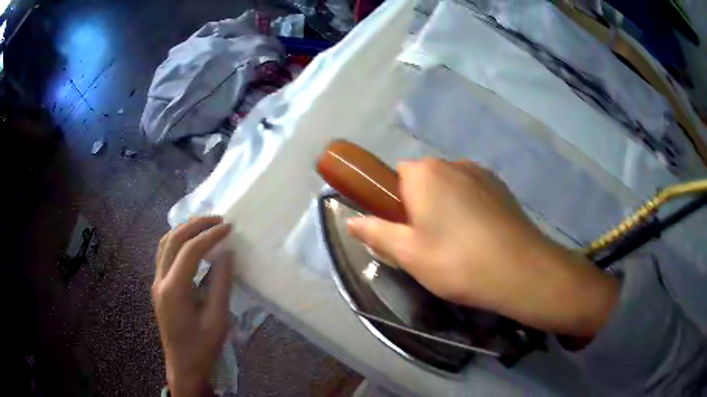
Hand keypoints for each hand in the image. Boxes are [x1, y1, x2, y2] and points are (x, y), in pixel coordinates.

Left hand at [153, 216, 232, 396]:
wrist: (183, 366)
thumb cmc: (202, 347)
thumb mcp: (217, 319)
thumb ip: (221, 284)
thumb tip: (227, 254)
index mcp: (174, 290)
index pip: (189, 251)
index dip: (210, 236)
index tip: (229, 227)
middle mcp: (160, 281)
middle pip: (173, 240)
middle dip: (195, 225)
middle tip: (217, 220)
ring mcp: (156, 283)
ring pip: (164, 244)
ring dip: (183, 230)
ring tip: (204, 225)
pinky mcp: (158, 287)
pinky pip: (164, 254)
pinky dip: (177, 241)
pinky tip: (190, 243)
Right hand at [347, 159, 617, 337]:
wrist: (520, 270)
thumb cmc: (456, 261)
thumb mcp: (407, 254)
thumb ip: (376, 233)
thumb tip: (351, 221)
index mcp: (425, 173)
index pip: (397, 175)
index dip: (396, 202)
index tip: (404, 229)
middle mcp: (453, 163)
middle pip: (425, 179)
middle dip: (420, 204)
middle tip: (428, 242)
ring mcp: (481, 173)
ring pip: (451, 186)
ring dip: (446, 206)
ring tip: (456, 243)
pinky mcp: (501, 187)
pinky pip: (473, 192)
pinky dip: (469, 208)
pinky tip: (479, 237)